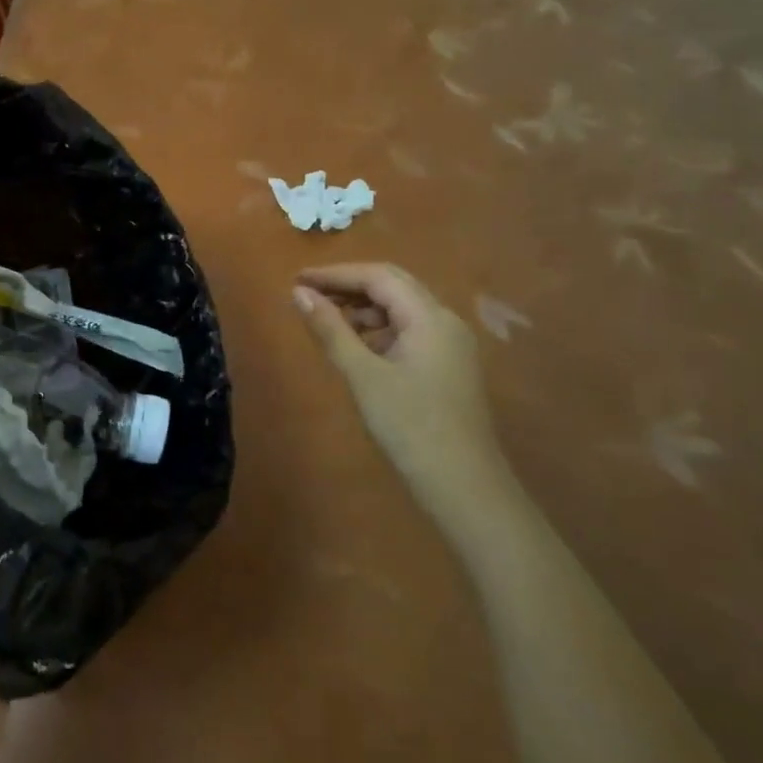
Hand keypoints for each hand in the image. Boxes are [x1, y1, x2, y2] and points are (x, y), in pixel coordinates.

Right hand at [293, 264, 508, 518]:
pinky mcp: (448, 366)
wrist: (465, 488)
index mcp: (429, 317)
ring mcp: (450, 344)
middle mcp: (445, 321)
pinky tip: (356, 347)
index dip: (335, 274)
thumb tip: (299, 294)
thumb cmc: (411, 427)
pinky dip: (378, 329)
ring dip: (363, 308)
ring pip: (401, 308)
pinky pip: (409, 331)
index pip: (378, 276)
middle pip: (392, 285)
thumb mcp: (363, 376)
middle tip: (308, 294)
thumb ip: (331, 330)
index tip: (297, 280)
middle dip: (348, 286)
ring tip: (326, 322)